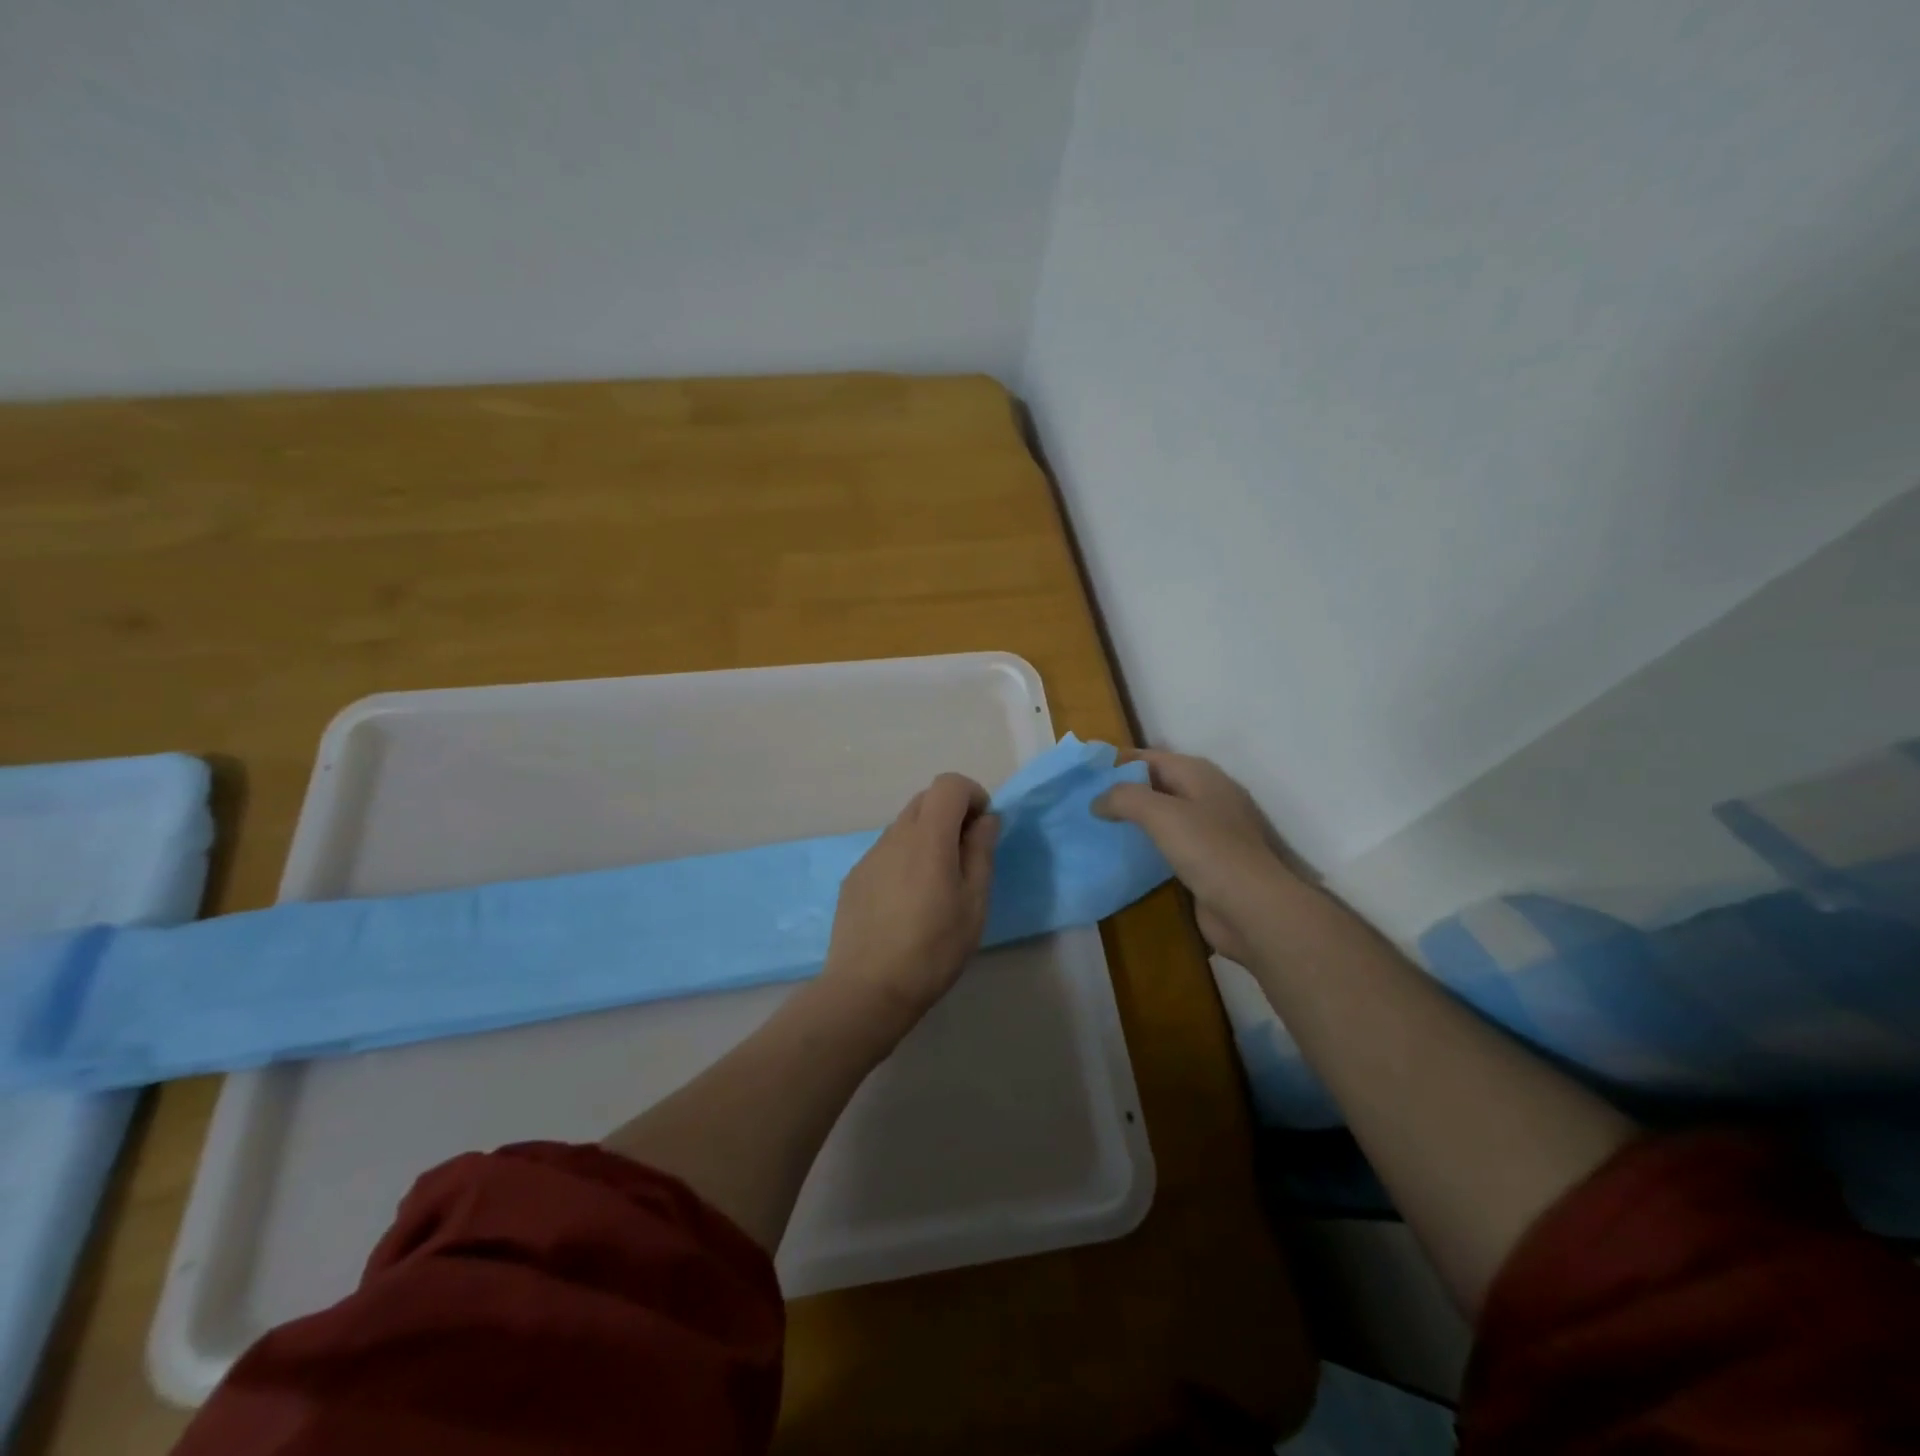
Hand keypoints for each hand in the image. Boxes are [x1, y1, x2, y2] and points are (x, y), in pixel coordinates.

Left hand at [821, 773, 999, 1035]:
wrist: (867, 989)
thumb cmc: (933, 949)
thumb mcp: (973, 904)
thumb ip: (981, 853)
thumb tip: (985, 819)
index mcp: (928, 838)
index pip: (948, 784)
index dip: (971, 795)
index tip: (982, 828)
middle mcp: (894, 836)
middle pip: (925, 800)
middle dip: (951, 814)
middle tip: (965, 855)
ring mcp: (869, 856)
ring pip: (904, 827)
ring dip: (927, 838)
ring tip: (936, 885)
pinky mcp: (854, 878)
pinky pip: (886, 852)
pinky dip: (904, 859)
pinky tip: (907, 903)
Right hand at [1094, 750, 1310, 964]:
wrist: (1253, 909)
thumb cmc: (1208, 850)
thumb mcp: (1160, 814)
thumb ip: (1124, 798)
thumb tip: (1097, 801)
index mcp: (1199, 775)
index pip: (1151, 757)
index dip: (1117, 762)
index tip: (1083, 774)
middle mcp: (1206, 796)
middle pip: (1156, 785)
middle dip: (1122, 791)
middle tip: (1084, 802)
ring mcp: (1210, 830)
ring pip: (1162, 816)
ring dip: (1133, 820)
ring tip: (1096, 827)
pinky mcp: (1207, 862)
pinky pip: (1169, 844)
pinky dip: (1146, 845)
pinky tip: (1123, 854)